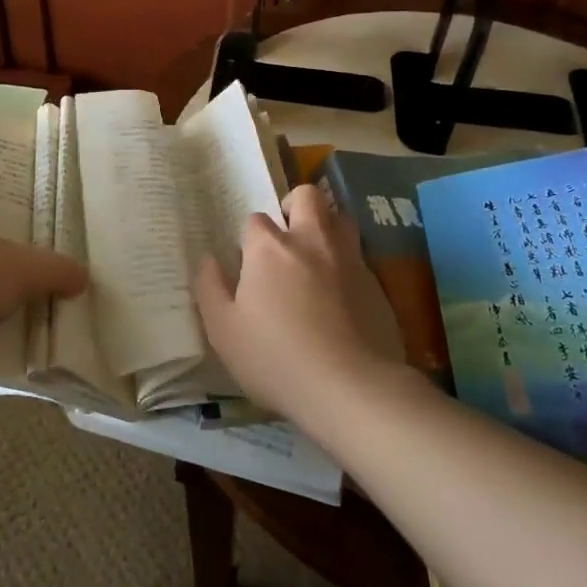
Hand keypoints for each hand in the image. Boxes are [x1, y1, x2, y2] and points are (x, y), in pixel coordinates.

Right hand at [196, 182, 404, 420]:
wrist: (352, 389)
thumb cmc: (276, 358)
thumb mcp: (224, 331)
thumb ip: (210, 288)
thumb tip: (209, 260)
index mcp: (269, 247)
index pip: (255, 220)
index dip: (250, 240)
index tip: (249, 267)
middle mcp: (311, 240)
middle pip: (306, 196)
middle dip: (294, 206)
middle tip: (287, 237)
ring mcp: (348, 259)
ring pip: (340, 219)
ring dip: (326, 227)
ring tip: (316, 257)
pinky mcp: (377, 283)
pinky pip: (359, 257)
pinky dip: (347, 265)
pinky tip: (341, 297)